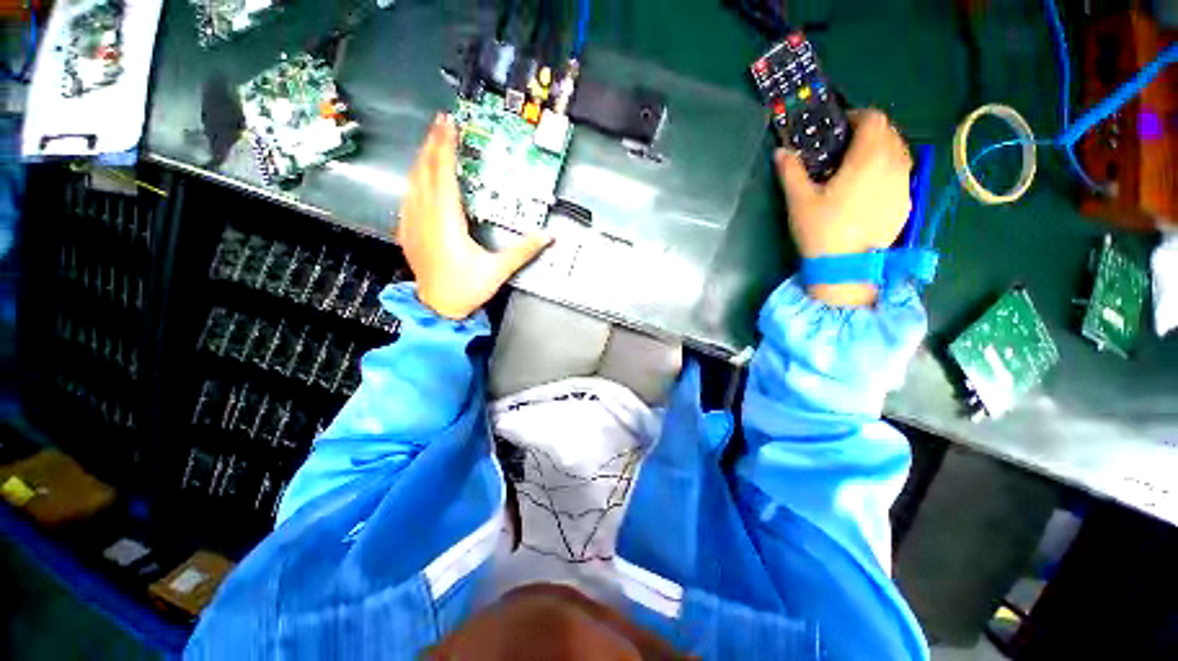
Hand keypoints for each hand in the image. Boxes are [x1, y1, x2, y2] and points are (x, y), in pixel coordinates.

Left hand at [397, 114, 551, 319]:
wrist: (437, 308)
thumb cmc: (466, 288)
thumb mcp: (498, 270)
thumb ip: (523, 251)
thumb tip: (548, 237)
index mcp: (446, 222)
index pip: (444, 175)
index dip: (446, 147)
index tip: (449, 125)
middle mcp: (425, 216)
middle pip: (425, 171)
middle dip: (433, 143)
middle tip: (441, 122)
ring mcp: (412, 222)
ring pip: (413, 181)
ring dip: (423, 158)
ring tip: (432, 141)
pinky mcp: (407, 230)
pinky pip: (408, 196)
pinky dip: (415, 178)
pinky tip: (420, 174)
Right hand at [776, 109, 912, 306]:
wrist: (844, 267)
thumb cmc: (821, 230)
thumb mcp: (799, 200)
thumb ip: (790, 172)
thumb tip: (781, 152)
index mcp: (869, 158)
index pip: (874, 119)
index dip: (857, 116)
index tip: (840, 128)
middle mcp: (894, 165)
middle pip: (890, 133)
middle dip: (869, 133)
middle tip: (845, 149)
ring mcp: (905, 185)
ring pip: (900, 153)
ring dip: (882, 151)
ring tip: (858, 169)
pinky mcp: (907, 203)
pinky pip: (902, 175)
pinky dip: (888, 172)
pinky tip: (869, 191)